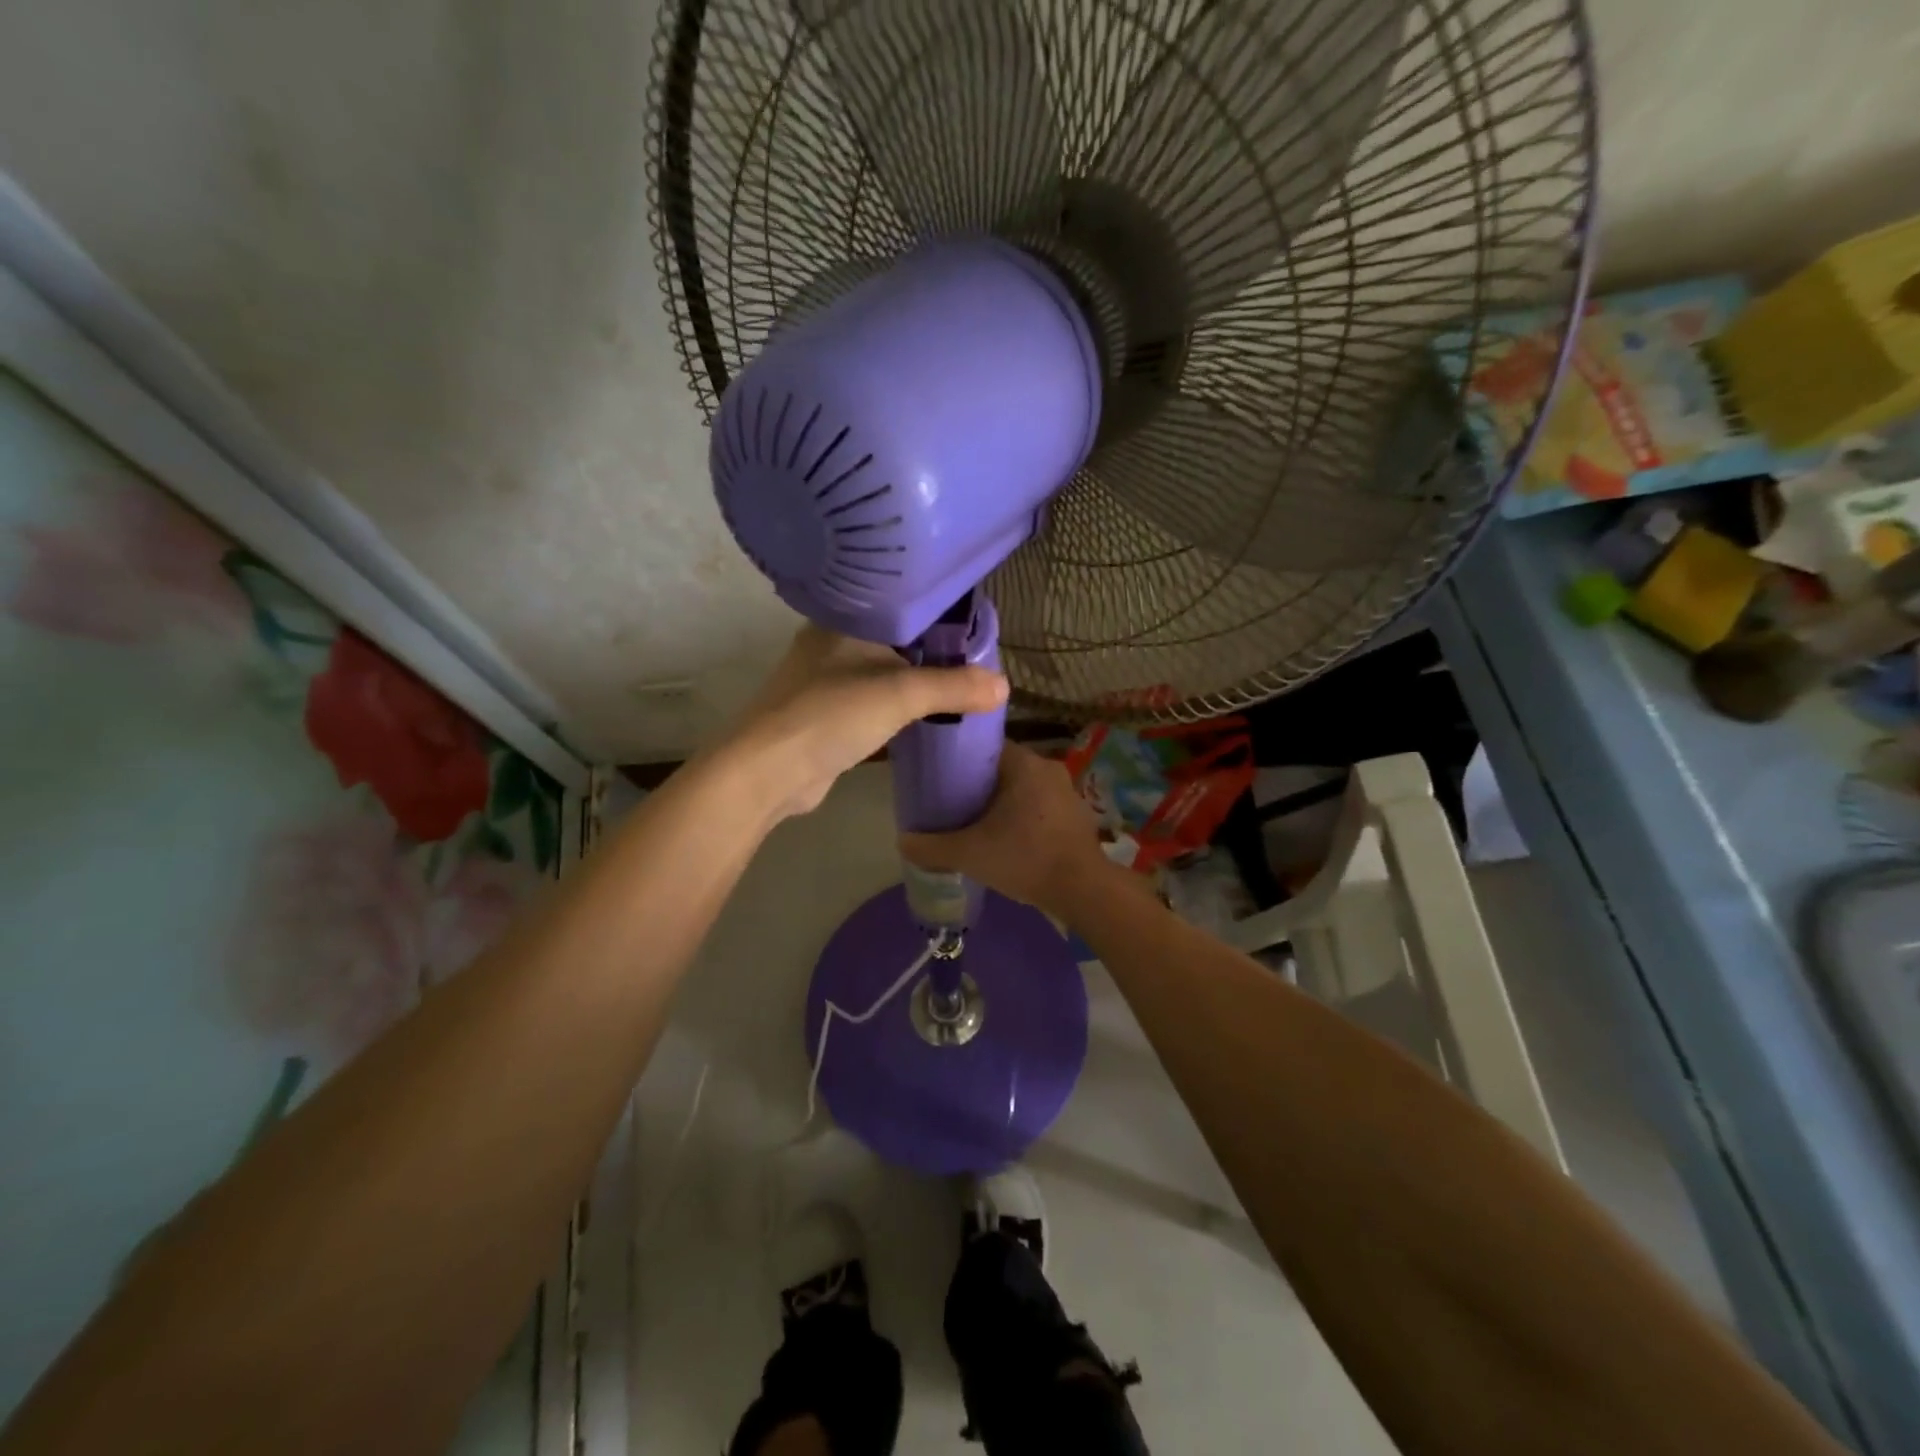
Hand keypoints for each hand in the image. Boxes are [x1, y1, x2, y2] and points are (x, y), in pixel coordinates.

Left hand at [724, 625, 1006, 820]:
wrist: (770, 772)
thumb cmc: (832, 715)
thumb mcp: (901, 694)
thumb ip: (954, 686)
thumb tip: (1004, 686)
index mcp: (842, 621)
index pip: (900, 605)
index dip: (939, 616)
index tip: (975, 628)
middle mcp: (831, 645)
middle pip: (895, 641)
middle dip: (933, 653)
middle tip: (976, 661)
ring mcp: (825, 683)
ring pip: (883, 675)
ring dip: (916, 684)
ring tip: (962, 687)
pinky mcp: (827, 717)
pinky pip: (874, 705)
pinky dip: (899, 709)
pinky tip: (928, 717)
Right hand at [899, 743, 1117, 918]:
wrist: (1083, 889)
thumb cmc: (1025, 858)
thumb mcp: (969, 853)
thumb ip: (932, 846)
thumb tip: (903, 841)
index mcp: (1024, 763)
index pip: (985, 746)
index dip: (959, 759)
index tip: (940, 777)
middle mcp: (1048, 767)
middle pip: (1003, 767)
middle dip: (978, 784)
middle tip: (952, 803)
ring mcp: (1067, 791)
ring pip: (1023, 788)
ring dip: (1002, 801)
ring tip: (975, 822)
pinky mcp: (1077, 814)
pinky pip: (1040, 805)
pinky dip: (1023, 816)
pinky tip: (1007, 838)